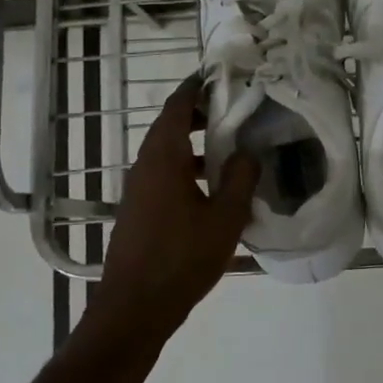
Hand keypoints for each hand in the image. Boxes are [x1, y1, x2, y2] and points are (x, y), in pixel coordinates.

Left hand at [86, 75, 257, 338]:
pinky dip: (187, 167)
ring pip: (167, 152)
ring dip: (195, 143)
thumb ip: (241, 178)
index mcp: (164, 158)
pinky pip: (164, 174)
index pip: (177, 107)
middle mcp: (145, 165)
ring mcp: (138, 189)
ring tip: (231, 146)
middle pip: (170, 126)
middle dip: (199, 114)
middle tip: (234, 109)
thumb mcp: (225, 218)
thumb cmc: (182, 258)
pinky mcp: (139, 210)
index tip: (218, 75)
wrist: (134, 308)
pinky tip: (212, 188)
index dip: (196, 88)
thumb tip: (248, 151)